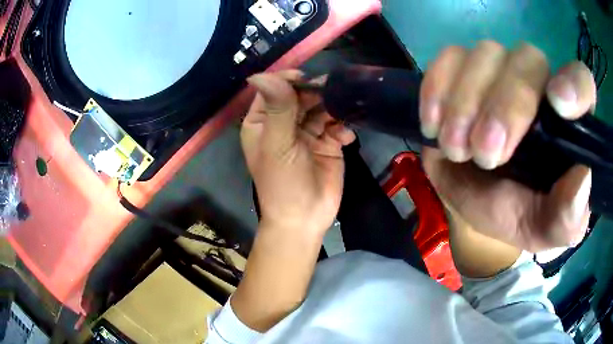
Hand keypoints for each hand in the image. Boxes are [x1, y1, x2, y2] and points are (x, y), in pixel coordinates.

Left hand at [241, 71, 354, 236]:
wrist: (305, 218)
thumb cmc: (283, 182)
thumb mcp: (277, 143)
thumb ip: (276, 108)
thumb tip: (259, 74)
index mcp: (263, 121)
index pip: (273, 90)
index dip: (288, 81)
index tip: (306, 79)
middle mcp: (284, 123)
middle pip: (300, 96)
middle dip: (316, 93)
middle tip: (333, 92)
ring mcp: (307, 132)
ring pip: (321, 108)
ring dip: (333, 108)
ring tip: (343, 111)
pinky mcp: (328, 143)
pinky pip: (336, 126)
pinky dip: (343, 128)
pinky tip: (345, 138)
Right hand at [419, 42, 595, 251]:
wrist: (477, 204)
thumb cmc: (519, 215)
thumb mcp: (545, 229)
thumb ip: (567, 218)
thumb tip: (582, 179)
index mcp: (569, 123)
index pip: (581, 81)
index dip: (573, 83)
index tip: (558, 103)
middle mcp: (539, 84)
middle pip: (527, 60)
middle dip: (504, 106)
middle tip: (484, 154)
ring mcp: (499, 71)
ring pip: (486, 53)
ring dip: (466, 103)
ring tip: (455, 149)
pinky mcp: (462, 72)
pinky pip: (449, 58)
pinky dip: (437, 87)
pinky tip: (432, 124)